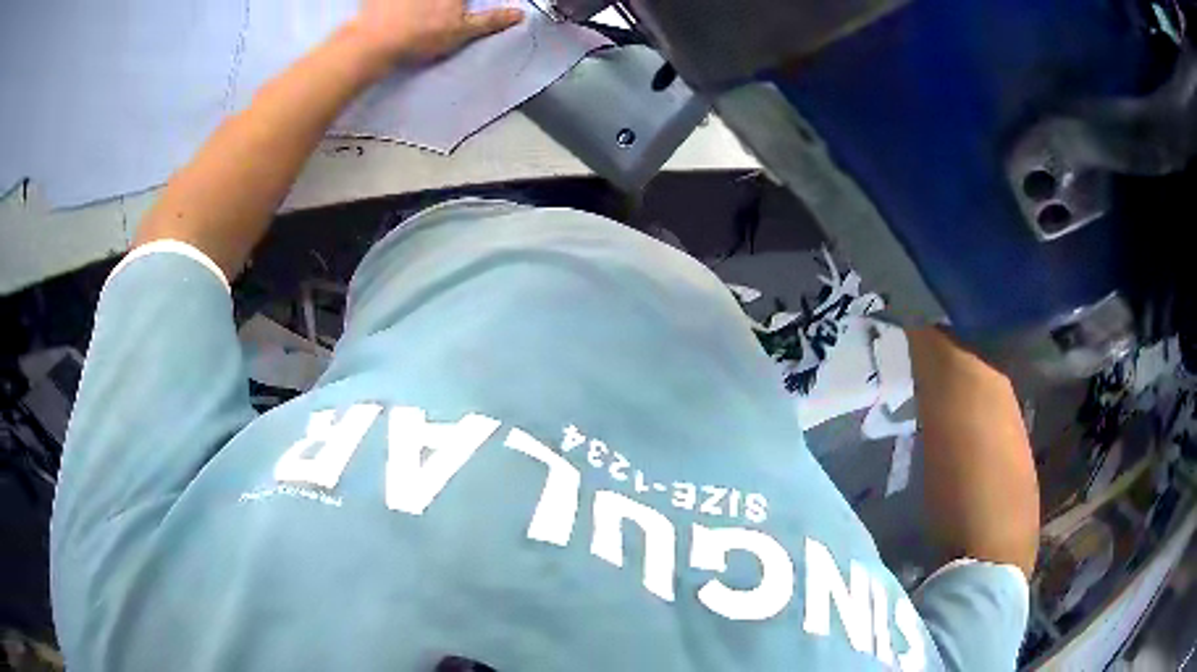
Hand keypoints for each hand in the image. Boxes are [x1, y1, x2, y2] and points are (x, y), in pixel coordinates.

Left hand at [349, 0, 524, 66]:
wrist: (374, 43)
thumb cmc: (419, 37)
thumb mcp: (462, 31)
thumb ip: (491, 20)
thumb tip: (517, 15)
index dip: (460, 5)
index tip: (457, 11)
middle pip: (445, 0)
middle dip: (443, 6)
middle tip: (440, 14)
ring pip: (417, 0)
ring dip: (418, 5)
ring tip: (417, 13)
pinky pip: (387, 0)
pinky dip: (392, 4)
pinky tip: (395, 10)